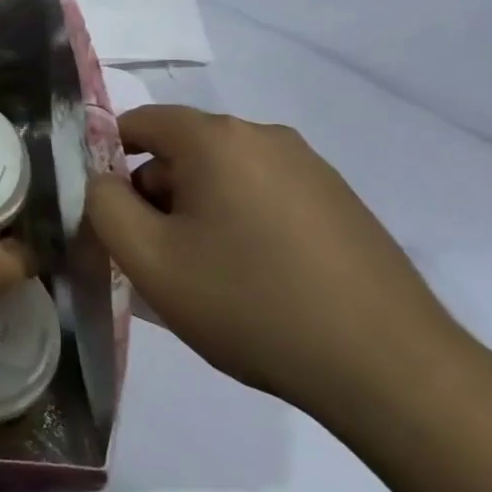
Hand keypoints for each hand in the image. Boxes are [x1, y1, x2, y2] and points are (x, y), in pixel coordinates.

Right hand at [85, 105, 463, 416]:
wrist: (389, 370)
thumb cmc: (250, 304)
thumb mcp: (149, 260)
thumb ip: (103, 205)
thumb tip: (102, 180)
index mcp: (216, 138)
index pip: (139, 122)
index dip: (109, 161)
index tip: (110, 214)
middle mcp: (265, 137)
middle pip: (182, 150)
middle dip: (156, 194)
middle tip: (156, 257)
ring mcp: (311, 169)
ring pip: (224, 176)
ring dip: (198, 212)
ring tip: (206, 277)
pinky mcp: (341, 203)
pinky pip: (265, 196)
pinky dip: (242, 224)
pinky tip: (255, 281)